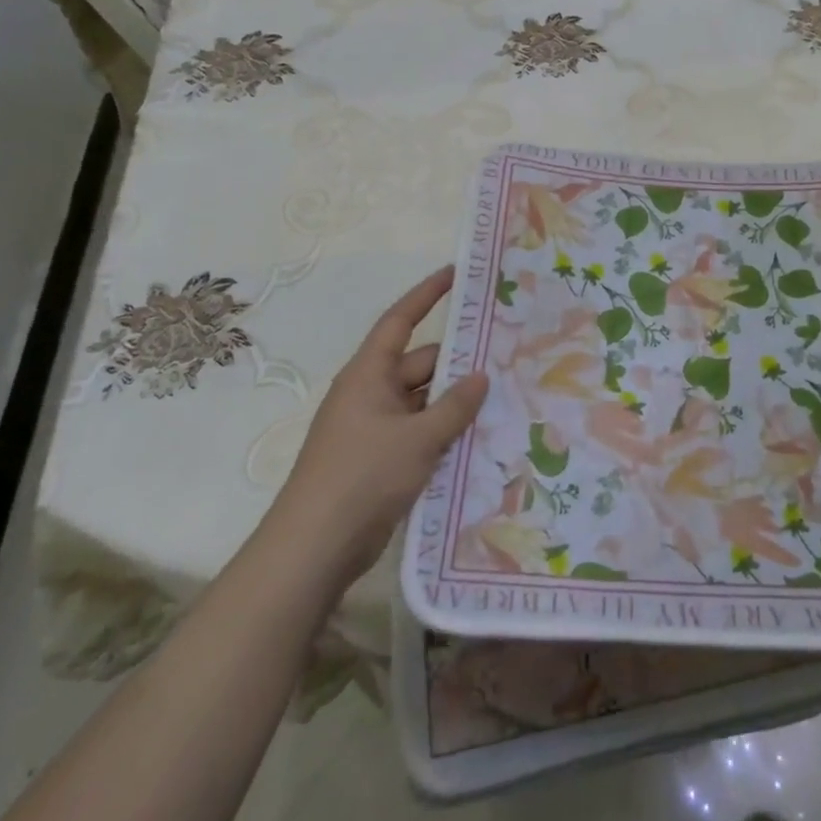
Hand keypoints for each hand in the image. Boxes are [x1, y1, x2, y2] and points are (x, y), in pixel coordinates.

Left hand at [276, 266, 488, 581]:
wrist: (315, 546)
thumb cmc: (363, 475)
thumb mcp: (418, 438)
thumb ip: (454, 406)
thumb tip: (481, 375)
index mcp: (368, 374)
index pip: (400, 320)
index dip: (427, 294)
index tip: (456, 274)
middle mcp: (370, 394)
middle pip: (419, 364)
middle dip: (457, 361)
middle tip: (504, 355)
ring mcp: (374, 428)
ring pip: (423, 401)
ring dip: (454, 402)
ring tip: (503, 397)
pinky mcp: (380, 460)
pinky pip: (419, 432)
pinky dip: (444, 431)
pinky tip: (479, 437)